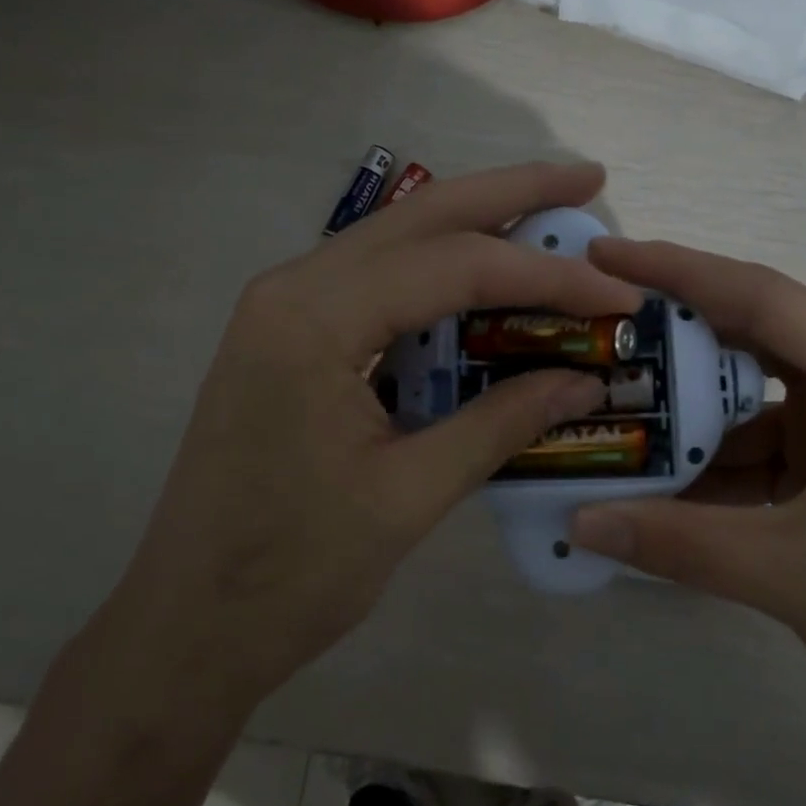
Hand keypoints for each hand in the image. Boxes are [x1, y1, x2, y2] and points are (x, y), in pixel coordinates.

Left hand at [93, 163, 641, 722]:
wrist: (186, 627)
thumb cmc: (291, 573)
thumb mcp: (409, 497)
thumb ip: (500, 424)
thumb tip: (584, 378)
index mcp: (313, 320)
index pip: (454, 267)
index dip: (546, 276)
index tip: (618, 292)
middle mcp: (291, 288)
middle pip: (419, 218)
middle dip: (510, 193)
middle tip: (586, 179)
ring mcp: (282, 308)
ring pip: (395, 241)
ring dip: (474, 225)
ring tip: (548, 218)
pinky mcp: (286, 336)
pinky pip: (374, 282)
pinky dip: (436, 272)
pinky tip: (482, 277)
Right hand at [569, 239, 805, 761]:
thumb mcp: (780, 571)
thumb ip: (671, 541)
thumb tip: (574, 522)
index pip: (763, 300)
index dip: (679, 271)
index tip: (606, 254)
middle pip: (754, 331)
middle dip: (676, 325)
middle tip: (600, 314)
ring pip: (750, 391)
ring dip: (688, 404)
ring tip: (611, 397)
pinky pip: (758, 440)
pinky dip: (709, 456)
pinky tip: (653, 473)